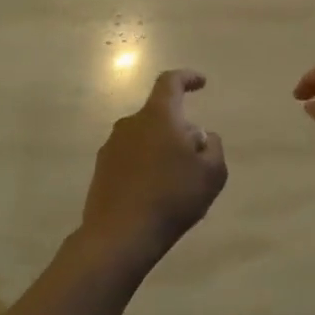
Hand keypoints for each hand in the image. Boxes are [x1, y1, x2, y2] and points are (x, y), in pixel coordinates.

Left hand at [80, 70, 227, 263]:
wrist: (120, 236)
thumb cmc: (172, 197)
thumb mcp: (212, 173)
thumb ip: (213, 146)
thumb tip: (201, 136)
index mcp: (158, 116)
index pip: (170, 83)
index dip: (187, 78)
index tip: (201, 83)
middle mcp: (130, 124)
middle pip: (159, 115)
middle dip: (180, 127)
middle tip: (197, 154)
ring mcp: (111, 147)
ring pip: (145, 137)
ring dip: (162, 148)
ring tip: (178, 179)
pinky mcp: (101, 170)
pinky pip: (131, 158)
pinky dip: (146, 166)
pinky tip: (156, 193)